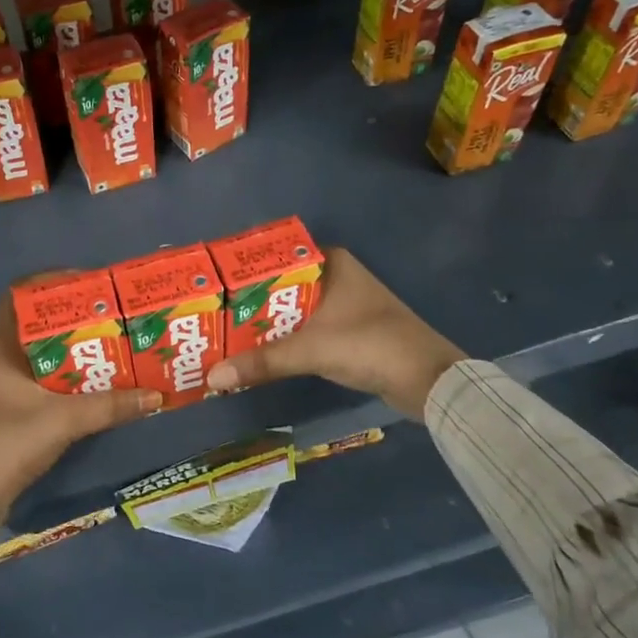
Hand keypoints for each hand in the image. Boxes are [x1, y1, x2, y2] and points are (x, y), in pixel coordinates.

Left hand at [0, 286, 160, 518]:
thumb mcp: (64, 420)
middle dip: (70, 317)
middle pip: (34, 324)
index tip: (86, 285)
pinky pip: (39, 376)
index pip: (18, 296)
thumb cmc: (8, 442)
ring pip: (38, 352)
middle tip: (107, 315)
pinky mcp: (6, 407)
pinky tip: (91, 379)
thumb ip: (110, 406)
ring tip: (107, 342)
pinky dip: (63, 373)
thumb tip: (155, 396)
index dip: (49, 284)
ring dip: (69, 347)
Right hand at [206, 248, 464, 419]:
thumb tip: (210, 378)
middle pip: (280, 286)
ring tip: (224, 336)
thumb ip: (261, 362)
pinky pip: (305, 329)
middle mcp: (336, 276)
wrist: (428, 379)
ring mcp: (344, 304)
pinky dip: (284, 340)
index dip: (243, 273)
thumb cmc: (369, 345)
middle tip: (210, 316)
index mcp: (330, 262)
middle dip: (249, 304)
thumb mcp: (310, 350)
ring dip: (265, 325)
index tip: (212, 288)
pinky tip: (258, 353)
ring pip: (292, 310)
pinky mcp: (348, 330)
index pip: (275, 258)